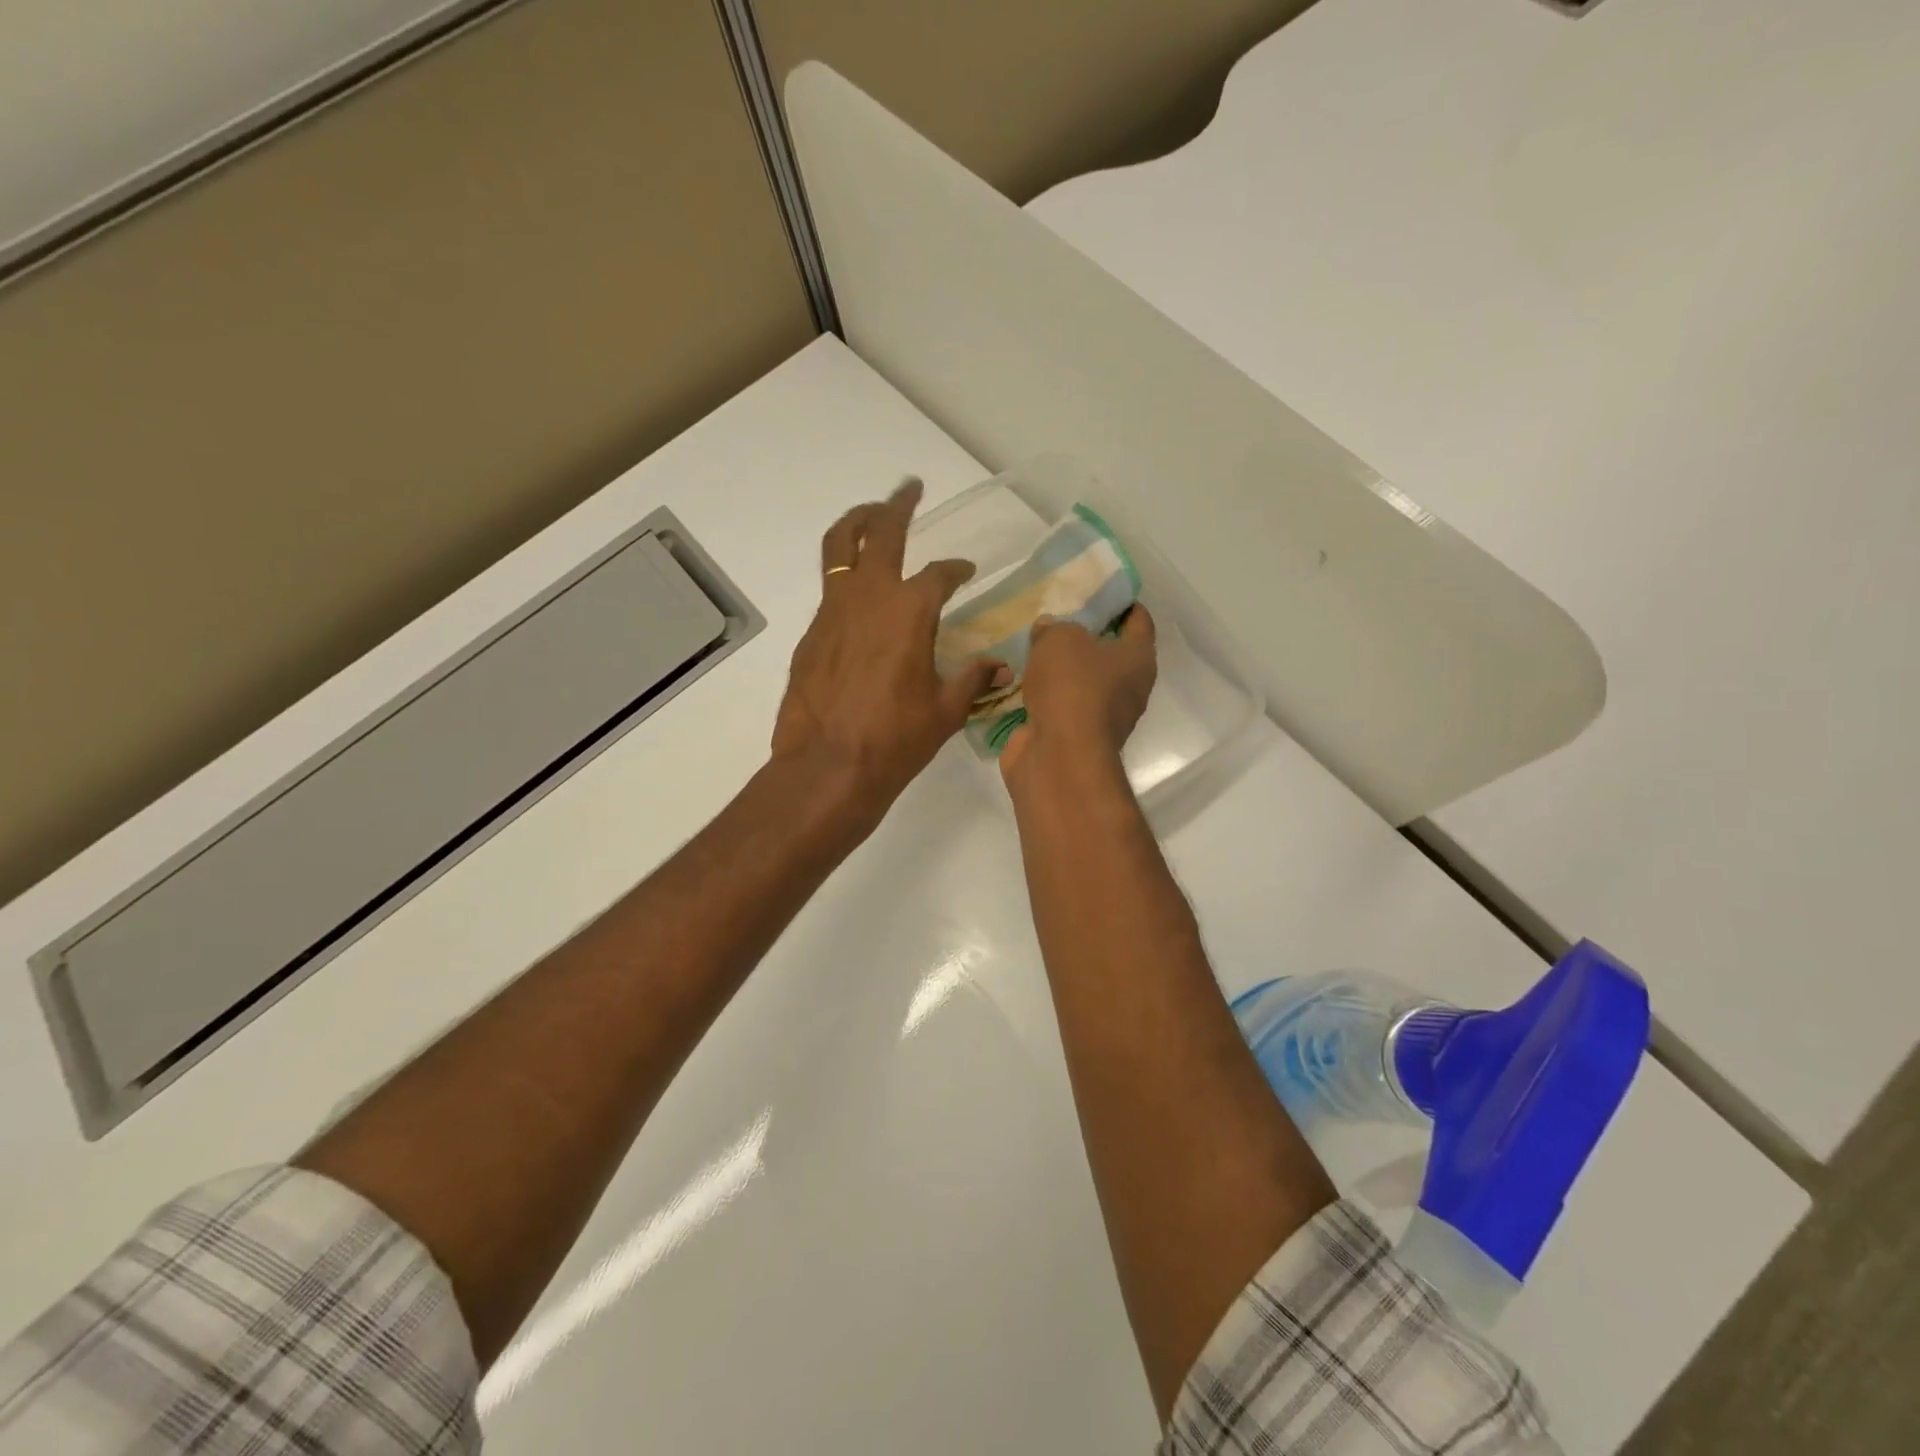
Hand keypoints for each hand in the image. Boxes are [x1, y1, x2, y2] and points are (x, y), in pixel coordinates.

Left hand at [773, 479, 1003, 820]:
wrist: (827, 767)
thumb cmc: (894, 740)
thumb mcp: (945, 711)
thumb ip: (973, 680)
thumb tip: (1002, 668)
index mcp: (910, 610)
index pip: (940, 575)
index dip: (956, 570)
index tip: (966, 572)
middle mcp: (869, 597)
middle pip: (880, 532)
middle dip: (897, 504)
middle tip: (909, 488)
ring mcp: (832, 612)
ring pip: (840, 547)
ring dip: (858, 525)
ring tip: (871, 516)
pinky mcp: (811, 634)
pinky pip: (829, 590)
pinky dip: (845, 578)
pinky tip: (858, 600)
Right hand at [999, 606, 1156, 782]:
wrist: (1058, 756)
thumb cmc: (1073, 688)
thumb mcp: (1061, 640)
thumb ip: (1055, 628)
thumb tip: (1048, 630)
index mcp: (1139, 659)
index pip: (1139, 622)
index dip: (1123, 604)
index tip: (1101, 592)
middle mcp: (1129, 689)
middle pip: (1110, 655)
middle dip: (1087, 637)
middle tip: (1058, 618)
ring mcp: (1101, 717)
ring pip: (1083, 683)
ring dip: (1063, 670)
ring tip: (1033, 648)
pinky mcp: (1074, 737)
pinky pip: (1060, 706)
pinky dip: (1045, 696)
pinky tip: (1021, 681)